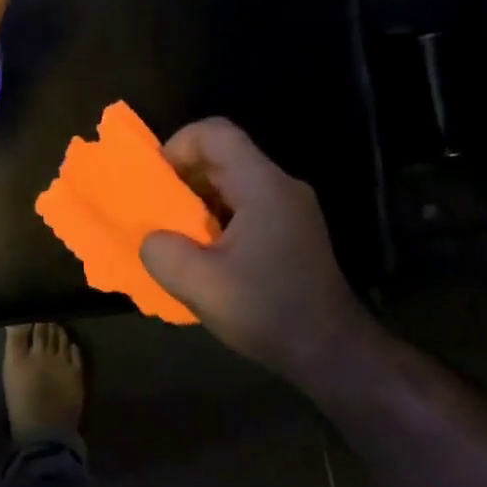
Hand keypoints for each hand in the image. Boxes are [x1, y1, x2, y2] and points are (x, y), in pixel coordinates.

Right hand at [140, 118, 378, 386]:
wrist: (334, 353)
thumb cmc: (269, 312)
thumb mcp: (201, 286)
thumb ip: (163, 253)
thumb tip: (153, 239)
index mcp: (262, 186)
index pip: (215, 133)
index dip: (177, 146)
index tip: (157, 183)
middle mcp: (280, 187)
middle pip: (222, 155)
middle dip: (182, 177)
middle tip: (158, 212)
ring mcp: (290, 209)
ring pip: (232, 181)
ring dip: (197, 201)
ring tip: (176, 236)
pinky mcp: (291, 231)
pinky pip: (244, 205)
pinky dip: (215, 217)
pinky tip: (205, 254)